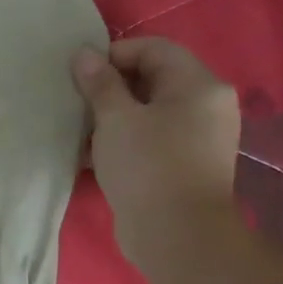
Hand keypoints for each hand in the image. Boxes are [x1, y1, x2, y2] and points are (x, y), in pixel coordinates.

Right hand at [70, 38, 239, 268]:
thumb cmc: (147, 166)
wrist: (176, 234)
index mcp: (198, 85)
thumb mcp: (115, 119)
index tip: (79, 76)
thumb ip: (99, 84)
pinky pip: (150, 137)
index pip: (154, 49)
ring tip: (80, 130)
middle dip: (110, 87)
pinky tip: (93, 155)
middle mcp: (206, 105)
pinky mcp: (185, 163)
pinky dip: (123, 139)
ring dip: (112, 116)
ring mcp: (198, 136)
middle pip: (152, 78)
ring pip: (148, 111)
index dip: (113, 55)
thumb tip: (84, 54)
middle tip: (76, 102)